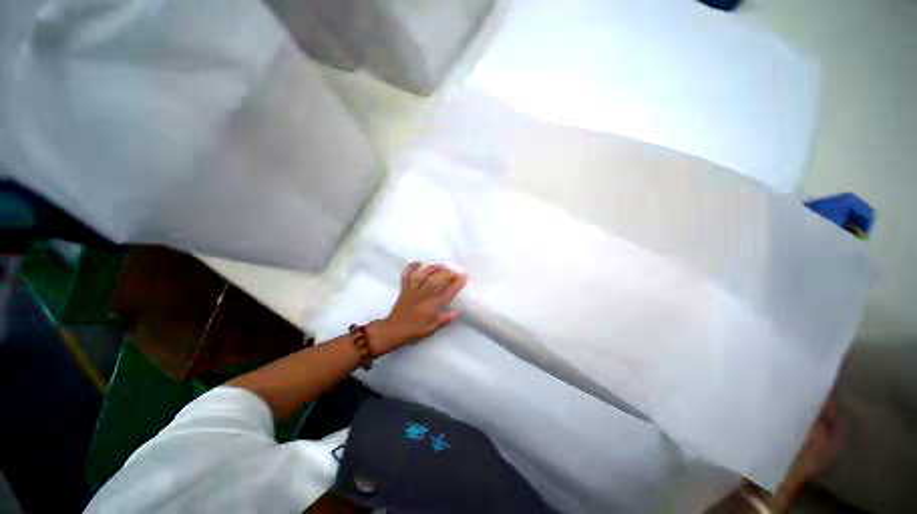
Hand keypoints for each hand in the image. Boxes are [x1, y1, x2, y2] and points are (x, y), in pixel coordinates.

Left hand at [369, 263, 466, 353]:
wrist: (392, 331)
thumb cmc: (413, 331)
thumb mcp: (431, 329)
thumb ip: (444, 320)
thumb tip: (457, 312)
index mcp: (430, 306)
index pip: (446, 292)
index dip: (456, 283)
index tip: (463, 276)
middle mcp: (422, 295)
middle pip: (436, 280)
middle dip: (447, 273)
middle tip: (454, 271)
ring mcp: (412, 290)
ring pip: (423, 275)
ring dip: (432, 268)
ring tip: (441, 265)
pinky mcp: (404, 289)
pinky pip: (407, 275)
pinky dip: (411, 268)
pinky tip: (418, 263)